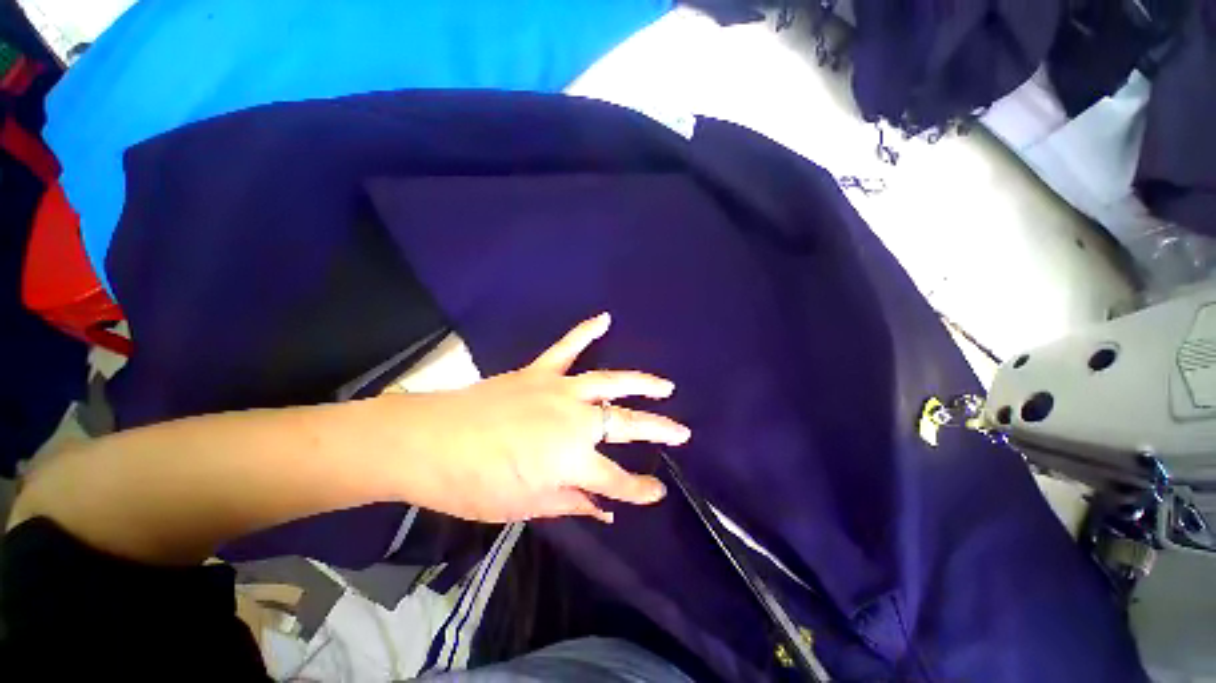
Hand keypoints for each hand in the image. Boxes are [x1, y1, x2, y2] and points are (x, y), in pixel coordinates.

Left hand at [386, 313, 689, 523]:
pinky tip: (605, 318)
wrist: (427, 441)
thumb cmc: (474, 484)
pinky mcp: (540, 372)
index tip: (657, 491)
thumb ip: (570, 504)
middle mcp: (575, 421)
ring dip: (641, 384)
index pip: (617, 480)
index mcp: (570, 461)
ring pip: (610, 382)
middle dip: (658, 430)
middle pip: (625, 425)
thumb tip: (603, 508)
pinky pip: (567, 347)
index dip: (640, 490)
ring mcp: (559, 390)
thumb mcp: (525, 505)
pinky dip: (585, 331)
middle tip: (682, 433)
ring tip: (665, 387)